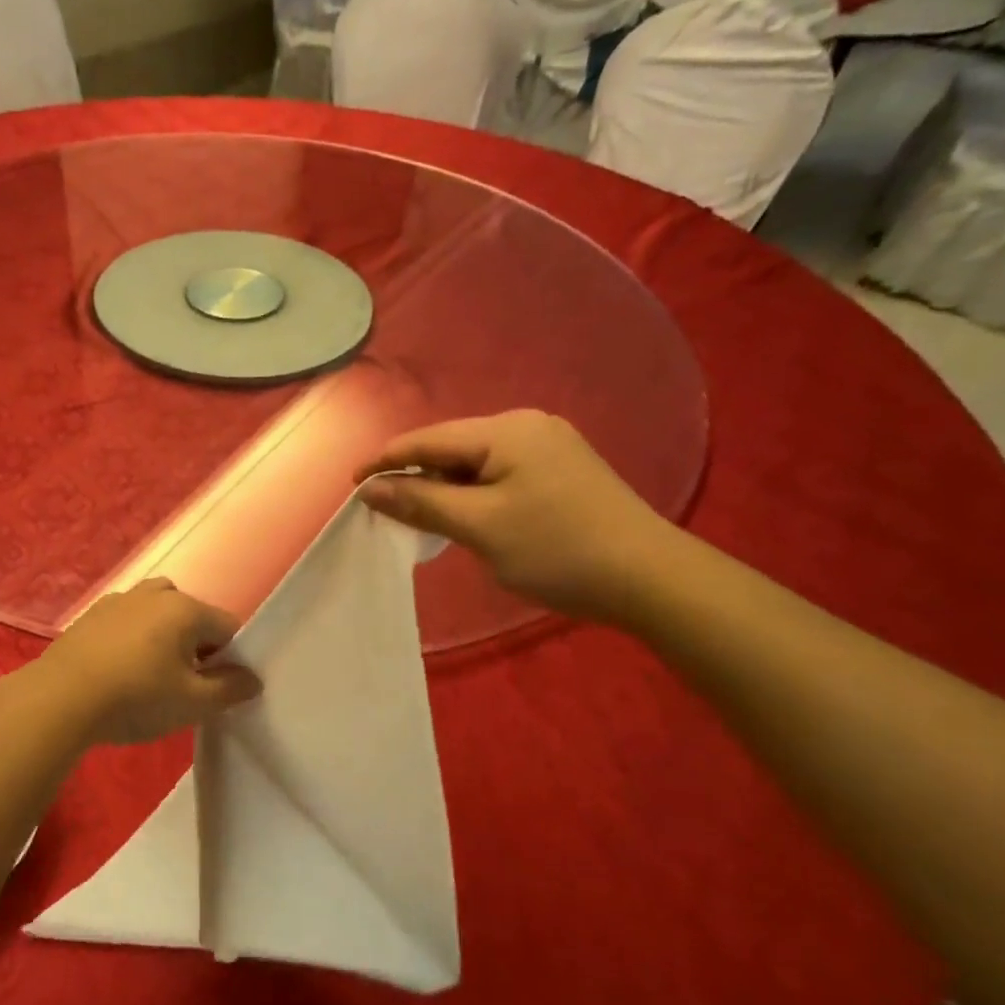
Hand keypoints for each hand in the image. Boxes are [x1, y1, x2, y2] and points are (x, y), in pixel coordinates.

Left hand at [36, 579, 261, 745]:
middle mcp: (155, 595)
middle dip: (195, 641)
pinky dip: (131, 635)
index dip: (230, 657)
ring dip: (162, 633)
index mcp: (185, 609)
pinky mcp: (91, 615)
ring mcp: (119, 600)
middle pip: (191, 613)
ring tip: (151, 670)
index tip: (216, 687)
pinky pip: (125, 618)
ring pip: (155, 609)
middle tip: (184, 680)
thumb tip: (253, 679)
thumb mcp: (192, 703)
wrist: (60, 698)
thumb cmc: (136, 698)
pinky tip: (119, 667)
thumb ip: (229, 689)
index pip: (227, 626)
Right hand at [356, 411, 678, 624]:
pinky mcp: (562, 470)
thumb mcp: (480, 527)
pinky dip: (475, 492)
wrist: (652, 579)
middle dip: (417, 475)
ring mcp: (550, 446)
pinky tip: (468, 515)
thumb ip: (421, 502)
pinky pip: (500, 473)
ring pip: (476, 462)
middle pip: (452, 446)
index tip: (352, 485)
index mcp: (506, 430)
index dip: (386, 461)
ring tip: (423, 516)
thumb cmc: (558, 549)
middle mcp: (527, 425)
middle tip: (386, 509)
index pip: (428, 439)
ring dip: (446, 486)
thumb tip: (370, 489)